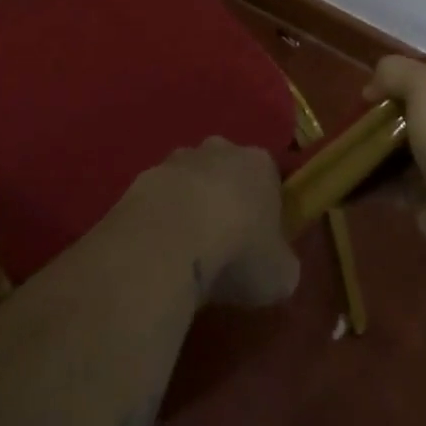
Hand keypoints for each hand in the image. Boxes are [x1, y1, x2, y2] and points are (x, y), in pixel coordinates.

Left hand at [126, 138, 299, 307]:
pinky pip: (159, 199)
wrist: (168, 240)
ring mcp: (178, 160)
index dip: (266, 209)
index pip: (269, 179)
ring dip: (189, 207)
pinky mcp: (143, 177)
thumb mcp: (280, 276)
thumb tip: (276, 267)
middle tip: (223, 245)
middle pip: (227, 171)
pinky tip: (159, 252)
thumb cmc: (237, 252)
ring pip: (190, 181)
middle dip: (225, 200)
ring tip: (186, 252)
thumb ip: (282, 265)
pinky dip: (160, 220)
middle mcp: (220, 149)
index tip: (260, 242)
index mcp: (260, 164)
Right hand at [363, 56, 425, 265]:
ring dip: (373, 144)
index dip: (406, 73)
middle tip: (357, 112)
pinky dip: (369, 176)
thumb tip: (371, 90)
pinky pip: (391, 179)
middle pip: (412, 109)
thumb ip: (395, 71)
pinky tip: (346, 169)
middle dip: (383, 110)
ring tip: (343, 139)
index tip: (379, 81)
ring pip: (399, 145)